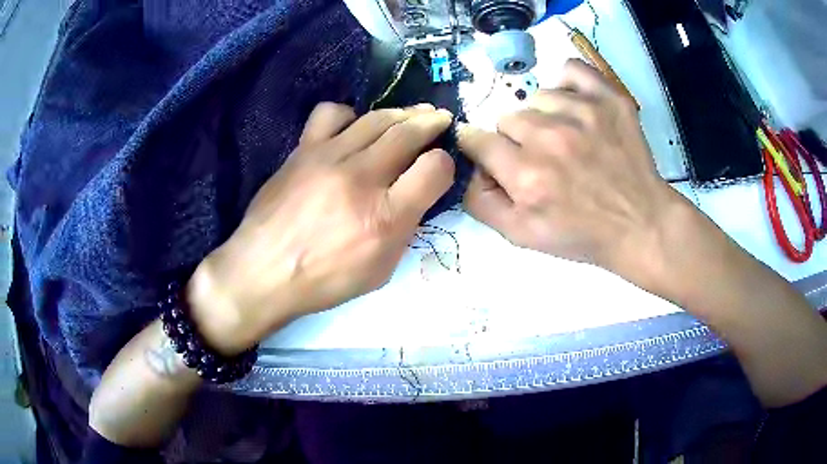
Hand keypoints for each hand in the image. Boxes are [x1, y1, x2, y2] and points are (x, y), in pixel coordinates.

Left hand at [187, 103, 454, 354]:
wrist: (263, 271)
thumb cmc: (323, 280)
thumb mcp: (379, 270)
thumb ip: (404, 230)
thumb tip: (415, 195)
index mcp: (385, 218)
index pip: (435, 168)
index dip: (444, 164)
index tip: (438, 167)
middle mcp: (361, 179)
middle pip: (409, 132)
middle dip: (432, 122)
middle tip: (440, 119)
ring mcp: (329, 158)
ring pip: (377, 117)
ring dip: (402, 113)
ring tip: (412, 114)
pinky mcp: (303, 150)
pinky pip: (332, 113)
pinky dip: (351, 115)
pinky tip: (353, 128)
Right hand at [459, 59, 687, 283]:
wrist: (640, 224)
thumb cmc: (583, 235)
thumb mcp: (522, 236)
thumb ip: (481, 202)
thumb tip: (468, 167)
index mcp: (526, 176)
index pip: (475, 140)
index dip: (480, 148)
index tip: (493, 155)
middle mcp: (550, 138)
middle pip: (507, 118)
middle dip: (517, 140)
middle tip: (543, 160)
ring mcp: (582, 112)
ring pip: (537, 97)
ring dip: (544, 116)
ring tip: (567, 139)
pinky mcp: (608, 99)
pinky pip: (571, 69)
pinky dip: (568, 85)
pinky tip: (576, 106)